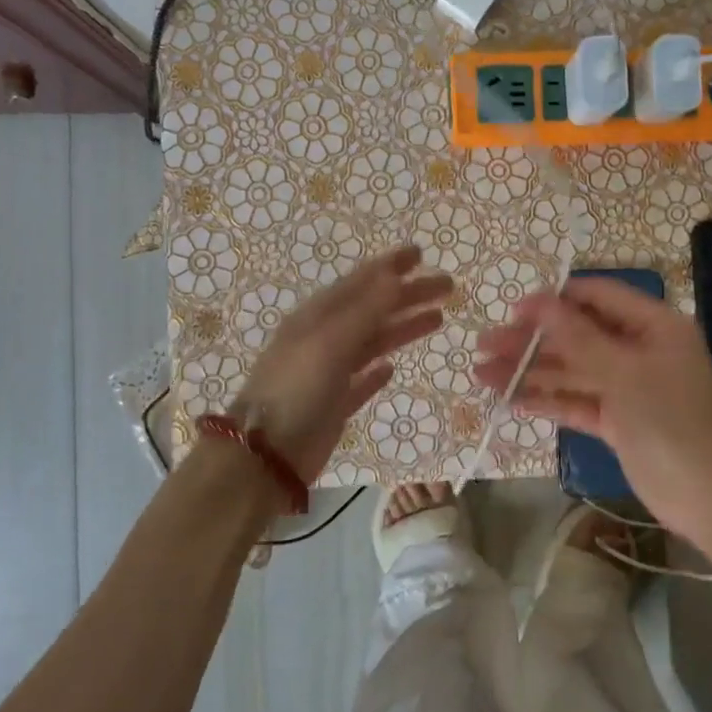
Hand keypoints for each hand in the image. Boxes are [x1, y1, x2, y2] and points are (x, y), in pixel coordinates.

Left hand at [231, 245, 450, 483]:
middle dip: (408, 296)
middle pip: (373, 310)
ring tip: (437, 320)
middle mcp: (323, 339)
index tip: (421, 254)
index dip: (390, 266)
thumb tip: (396, 274)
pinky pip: (361, 381)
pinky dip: (378, 371)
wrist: (265, 457)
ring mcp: (328, 373)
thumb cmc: (296, 390)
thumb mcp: (331, 341)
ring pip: (373, 342)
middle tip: (446, 287)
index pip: (360, 282)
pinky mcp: (334, 405)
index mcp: (318, 317)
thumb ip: (366, 309)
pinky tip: (393, 368)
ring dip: (402, 328)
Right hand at [474, 278, 711, 566]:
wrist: (710, 500)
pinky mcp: (617, 420)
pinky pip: (576, 401)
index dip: (555, 300)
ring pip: (572, 370)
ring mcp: (627, 386)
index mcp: (654, 326)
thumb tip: (540, 300)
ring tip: (482, 374)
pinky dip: (546, 400)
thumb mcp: (625, 375)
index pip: (598, 297)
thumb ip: (579, 338)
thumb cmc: (671, 424)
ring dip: (530, 371)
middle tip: (485, 345)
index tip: (512, 310)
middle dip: (531, 340)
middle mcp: (639, 349)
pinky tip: (509, 400)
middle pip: (578, 334)